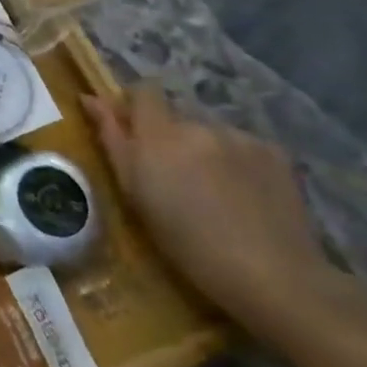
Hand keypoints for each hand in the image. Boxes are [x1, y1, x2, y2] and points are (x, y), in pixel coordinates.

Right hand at [83, 85, 364, 341]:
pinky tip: (244, 195)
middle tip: (174, 177)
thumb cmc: (185, 241)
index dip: (135, 105)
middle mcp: (200, 125)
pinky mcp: (276, 153)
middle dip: (170, 137)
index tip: (133, 131)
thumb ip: (112, 139)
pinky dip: (236, 161)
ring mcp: (241, 137)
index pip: (144, 91)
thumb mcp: (134, 193)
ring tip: (213, 191)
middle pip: (177, 116)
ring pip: (210, 132)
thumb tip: (90, 98)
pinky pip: (242, 145)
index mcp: (160, 134)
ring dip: (203, 150)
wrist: (272, 275)